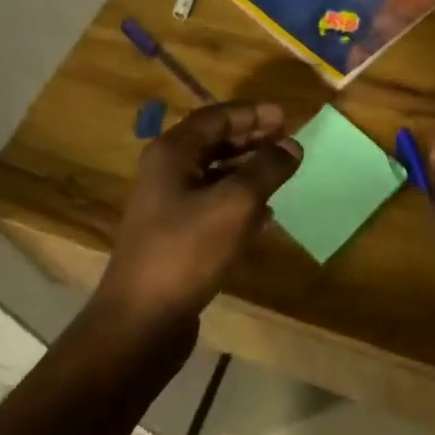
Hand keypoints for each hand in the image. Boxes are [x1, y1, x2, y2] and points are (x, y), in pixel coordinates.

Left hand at [96, 102, 300, 329]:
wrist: (141, 321)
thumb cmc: (187, 251)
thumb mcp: (236, 203)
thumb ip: (267, 169)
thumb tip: (292, 145)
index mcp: (172, 153)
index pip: (216, 117)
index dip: (252, 114)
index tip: (287, 117)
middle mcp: (166, 172)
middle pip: (213, 142)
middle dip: (252, 138)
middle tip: (288, 140)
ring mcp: (168, 205)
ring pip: (214, 174)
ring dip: (248, 169)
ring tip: (281, 172)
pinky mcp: (175, 235)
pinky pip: (212, 204)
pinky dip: (239, 200)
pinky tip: (265, 213)